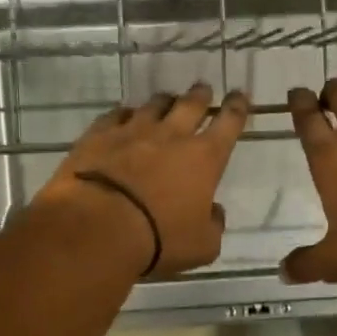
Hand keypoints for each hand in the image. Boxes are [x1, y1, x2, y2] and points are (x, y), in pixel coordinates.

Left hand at [34, 84, 250, 279]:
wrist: (97, 227)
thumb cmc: (158, 240)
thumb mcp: (202, 246)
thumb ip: (213, 225)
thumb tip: (214, 211)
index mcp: (204, 158)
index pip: (228, 123)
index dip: (236, 108)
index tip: (239, 95)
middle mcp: (172, 135)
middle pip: (191, 105)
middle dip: (201, 95)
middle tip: (203, 89)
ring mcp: (132, 131)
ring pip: (153, 105)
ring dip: (164, 101)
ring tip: (166, 100)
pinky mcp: (98, 135)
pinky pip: (116, 115)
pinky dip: (124, 114)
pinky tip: (123, 116)